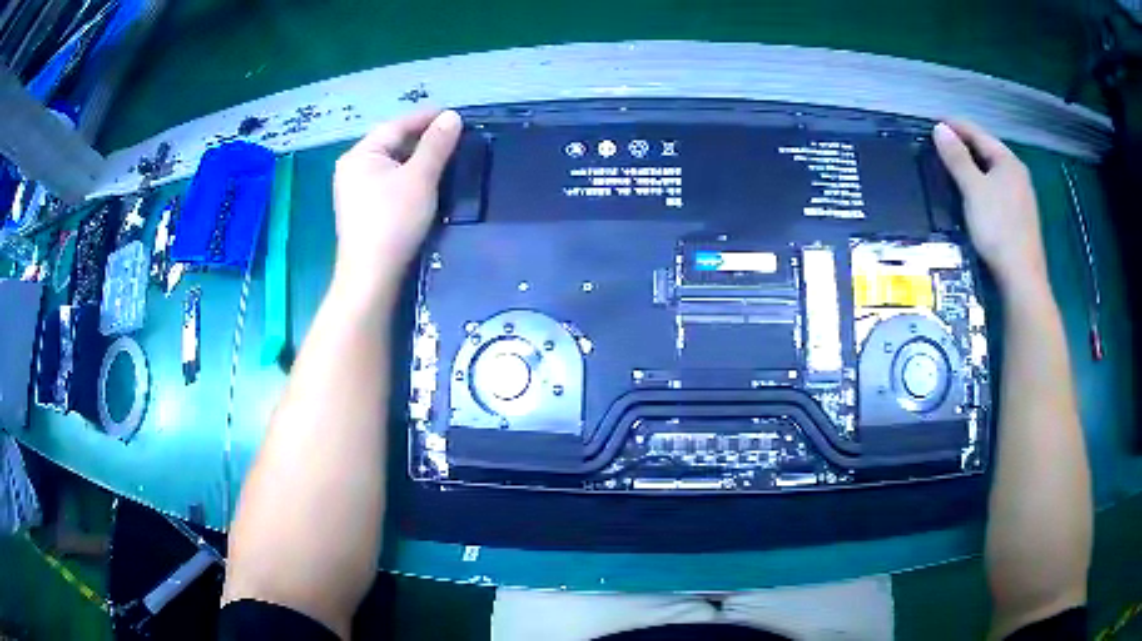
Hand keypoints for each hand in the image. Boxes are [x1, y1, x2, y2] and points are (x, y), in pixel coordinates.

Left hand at [332, 109, 461, 297]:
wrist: (371, 276)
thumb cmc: (393, 221)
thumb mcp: (420, 178)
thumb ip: (436, 145)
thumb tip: (451, 116)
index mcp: (360, 154)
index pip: (396, 126)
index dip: (426, 118)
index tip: (454, 116)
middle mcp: (352, 167)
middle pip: (391, 143)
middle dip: (421, 138)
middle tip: (453, 136)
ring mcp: (353, 190)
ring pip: (389, 163)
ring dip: (415, 157)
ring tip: (443, 155)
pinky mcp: (361, 209)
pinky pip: (386, 180)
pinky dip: (406, 175)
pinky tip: (423, 181)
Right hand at [933, 120, 1046, 291]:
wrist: (1022, 278)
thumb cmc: (998, 228)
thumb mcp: (973, 189)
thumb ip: (957, 158)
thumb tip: (940, 128)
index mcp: (1008, 161)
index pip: (978, 133)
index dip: (955, 126)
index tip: (933, 123)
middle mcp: (1018, 174)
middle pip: (987, 151)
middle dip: (964, 145)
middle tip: (939, 146)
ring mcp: (1021, 197)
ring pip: (993, 172)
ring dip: (973, 166)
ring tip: (952, 168)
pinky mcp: (1020, 217)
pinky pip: (997, 189)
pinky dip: (982, 185)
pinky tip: (973, 194)